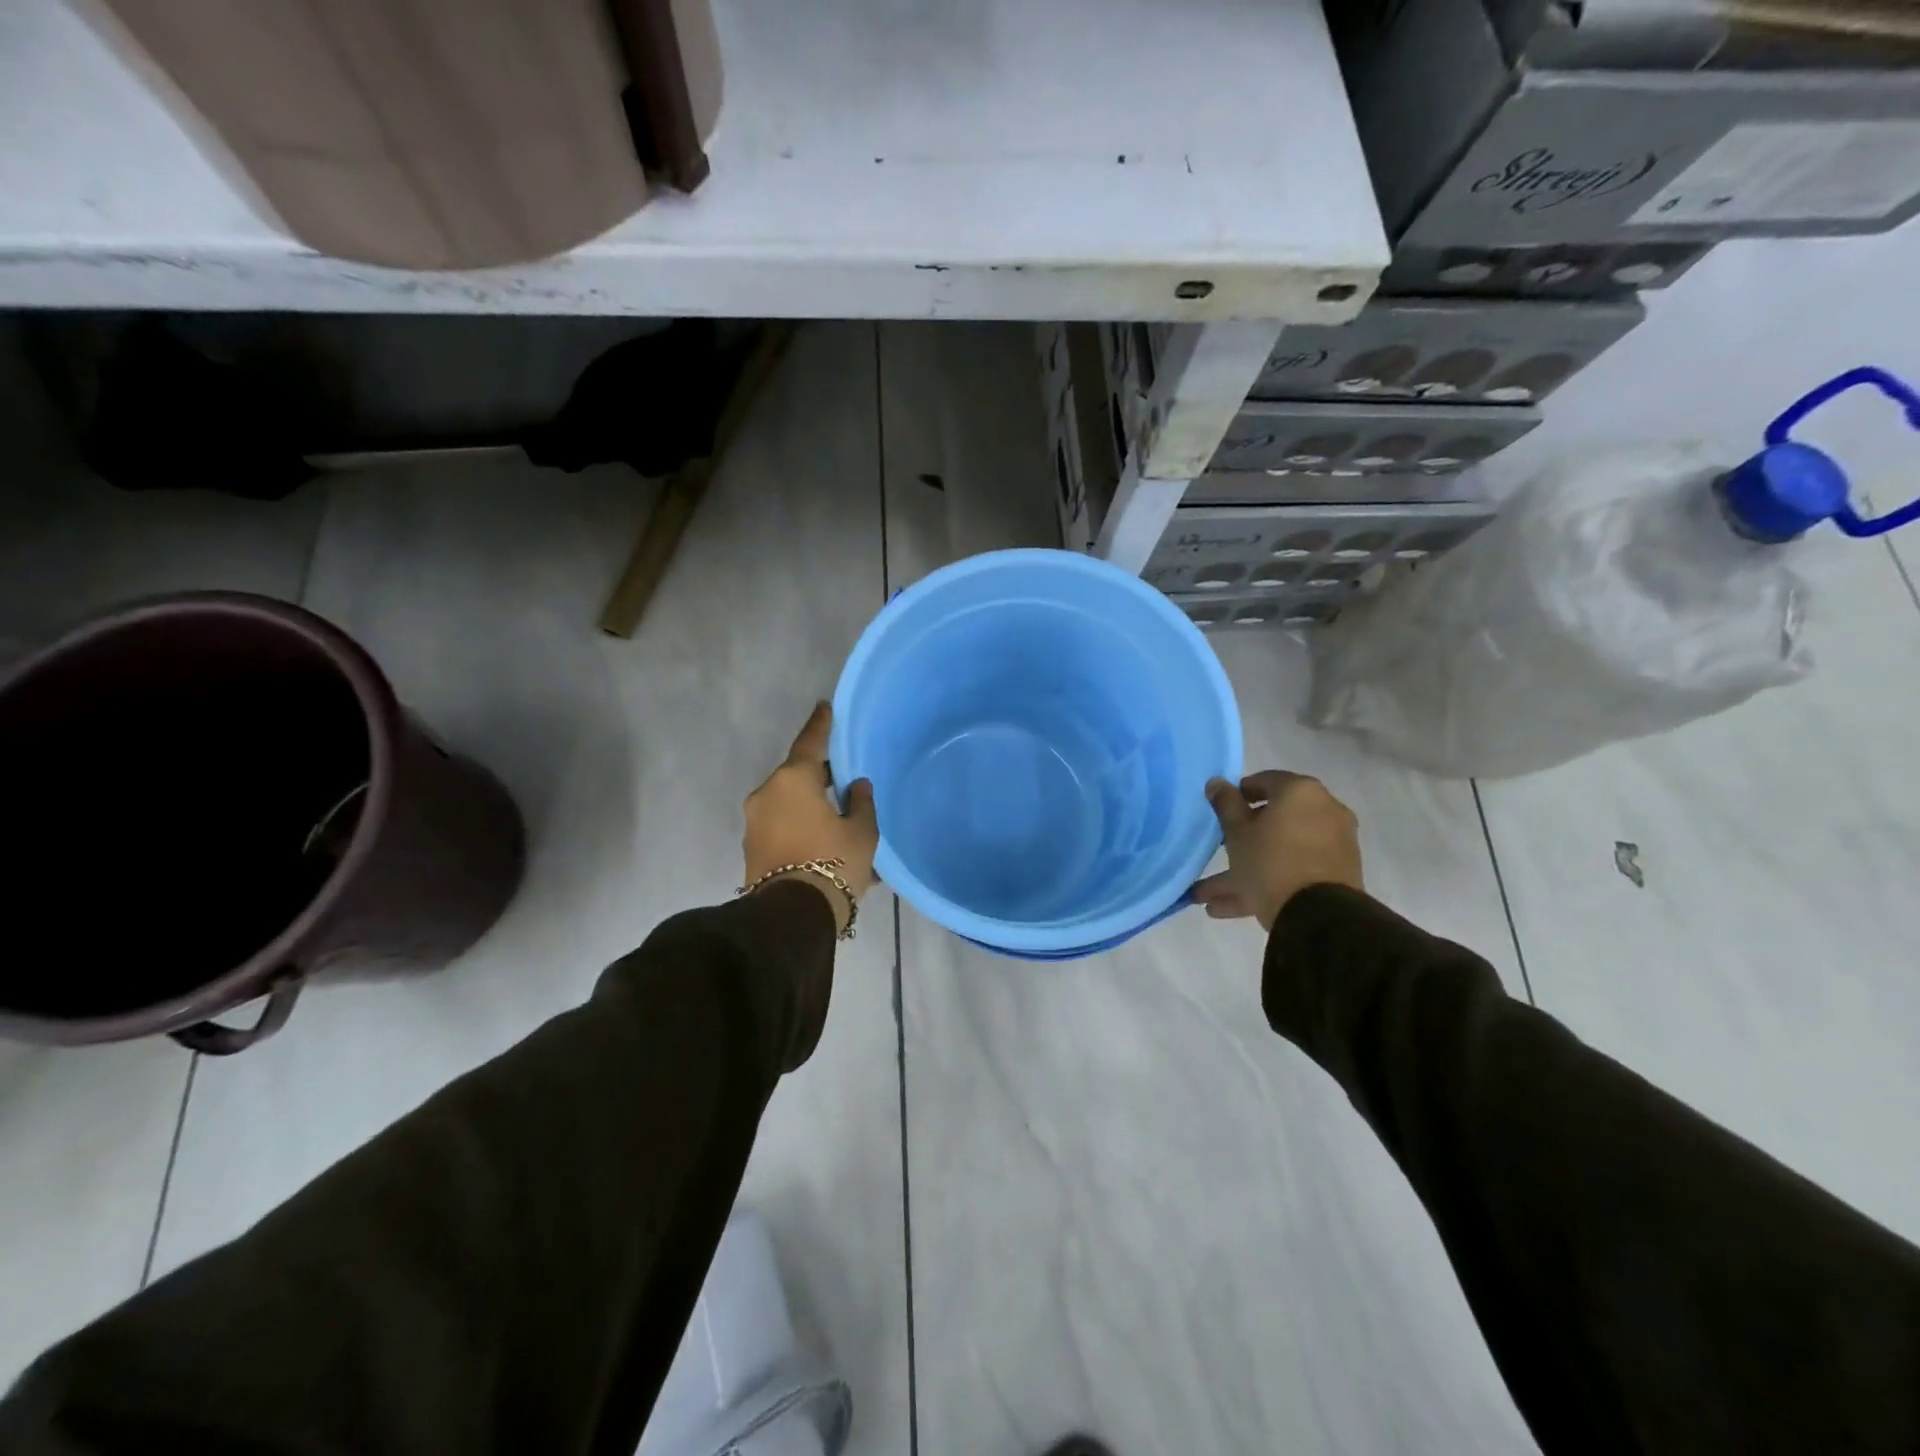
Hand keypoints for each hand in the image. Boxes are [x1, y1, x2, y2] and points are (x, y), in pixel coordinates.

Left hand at [744, 702, 877, 934]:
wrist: (792, 916)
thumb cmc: (833, 862)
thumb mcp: (861, 832)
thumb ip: (860, 802)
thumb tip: (855, 786)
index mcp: (793, 780)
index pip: (810, 743)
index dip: (820, 725)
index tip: (824, 707)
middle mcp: (767, 794)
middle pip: (797, 777)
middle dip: (818, 780)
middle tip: (842, 786)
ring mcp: (755, 823)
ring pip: (789, 806)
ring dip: (811, 810)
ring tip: (839, 828)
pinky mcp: (751, 849)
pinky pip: (782, 829)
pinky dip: (801, 831)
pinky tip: (826, 850)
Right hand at [1191, 771, 1362, 930]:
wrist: (1319, 916)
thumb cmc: (1270, 861)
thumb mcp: (1237, 832)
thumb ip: (1225, 803)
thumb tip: (1217, 782)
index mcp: (1301, 793)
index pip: (1264, 781)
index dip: (1238, 794)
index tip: (1220, 811)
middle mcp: (1324, 812)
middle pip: (1273, 821)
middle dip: (1239, 840)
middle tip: (1216, 851)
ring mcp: (1333, 845)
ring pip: (1280, 851)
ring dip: (1244, 870)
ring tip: (1206, 895)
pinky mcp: (1336, 876)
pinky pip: (1293, 871)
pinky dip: (1264, 883)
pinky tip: (1226, 908)